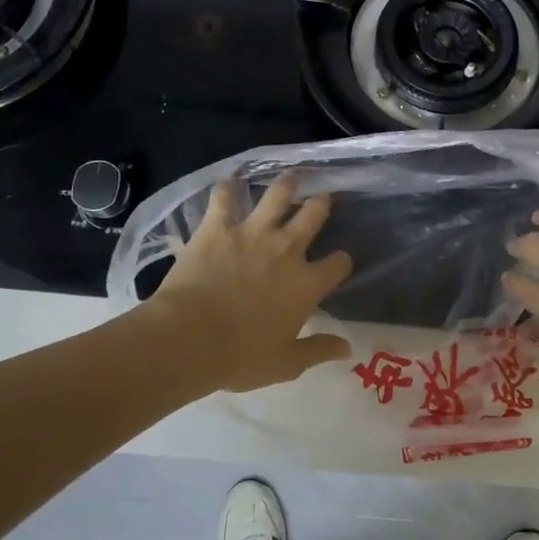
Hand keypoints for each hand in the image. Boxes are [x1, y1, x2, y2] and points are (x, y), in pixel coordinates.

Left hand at [148, 173, 353, 392]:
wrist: (189, 338)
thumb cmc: (240, 356)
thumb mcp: (286, 363)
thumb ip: (319, 350)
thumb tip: (349, 348)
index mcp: (306, 285)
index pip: (338, 264)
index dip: (341, 262)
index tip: (338, 263)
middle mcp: (287, 250)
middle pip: (313, 216)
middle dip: (321, 205)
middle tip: (322, 199)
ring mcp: (252, 233)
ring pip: (277, 195)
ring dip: (287, 183)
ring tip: (292, 176)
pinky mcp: (218, 227)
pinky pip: (224, 197)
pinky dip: (228, 187)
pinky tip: (230, 180)